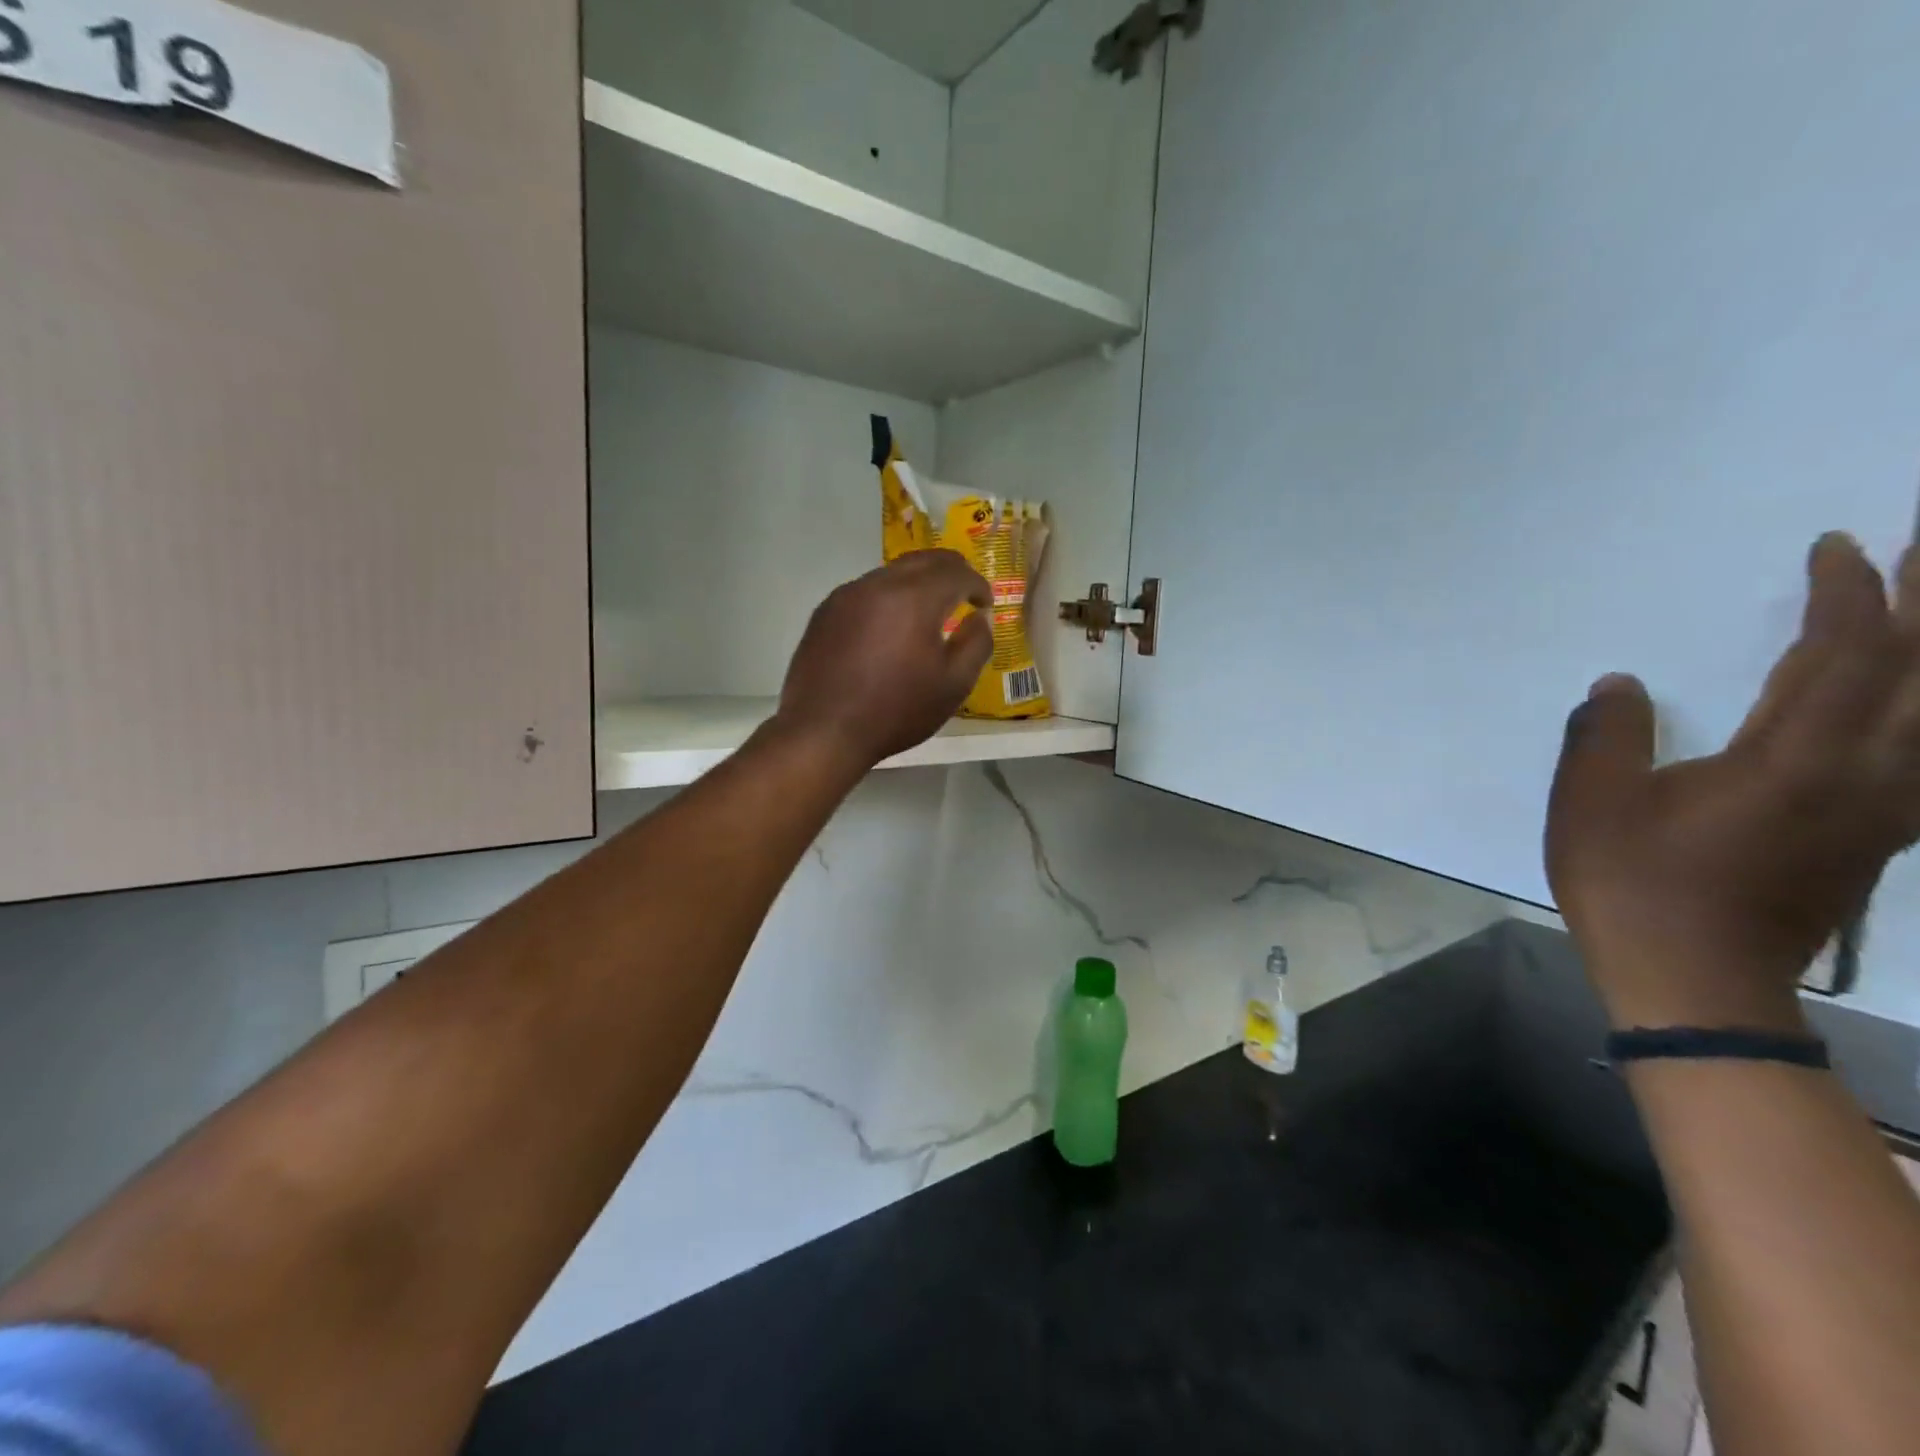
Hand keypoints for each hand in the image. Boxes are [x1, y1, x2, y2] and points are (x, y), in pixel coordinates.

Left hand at [772, 550, 992, 770]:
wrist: (824, 732)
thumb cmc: (896, 711)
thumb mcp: (953, 685)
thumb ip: (976, 644)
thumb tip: (980, 618)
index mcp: (915, 597)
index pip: (956, 572)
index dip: (978, 584)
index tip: (985, 605)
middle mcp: (879, 584)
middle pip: (923, 560)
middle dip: (950, 572)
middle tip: (964, 593)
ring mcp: (846, 595)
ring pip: (892, 573)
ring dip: (917, 583)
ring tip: (927, 612)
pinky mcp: (825, 612)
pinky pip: (866, 591)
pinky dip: (888, 598)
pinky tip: (889, 628)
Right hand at [1547, 532, 1919, 1027]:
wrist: (1695, 980)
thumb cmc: (1634, 885)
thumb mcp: (1591, 805)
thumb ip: (1605, 736)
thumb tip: (1620, 684)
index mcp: (1793, 762)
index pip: (1844, 658)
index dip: (1848, 596)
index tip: (1838, 546)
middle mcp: (1863, 777)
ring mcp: (1880, 811)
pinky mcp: (1873, 838)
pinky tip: (1911, 709)